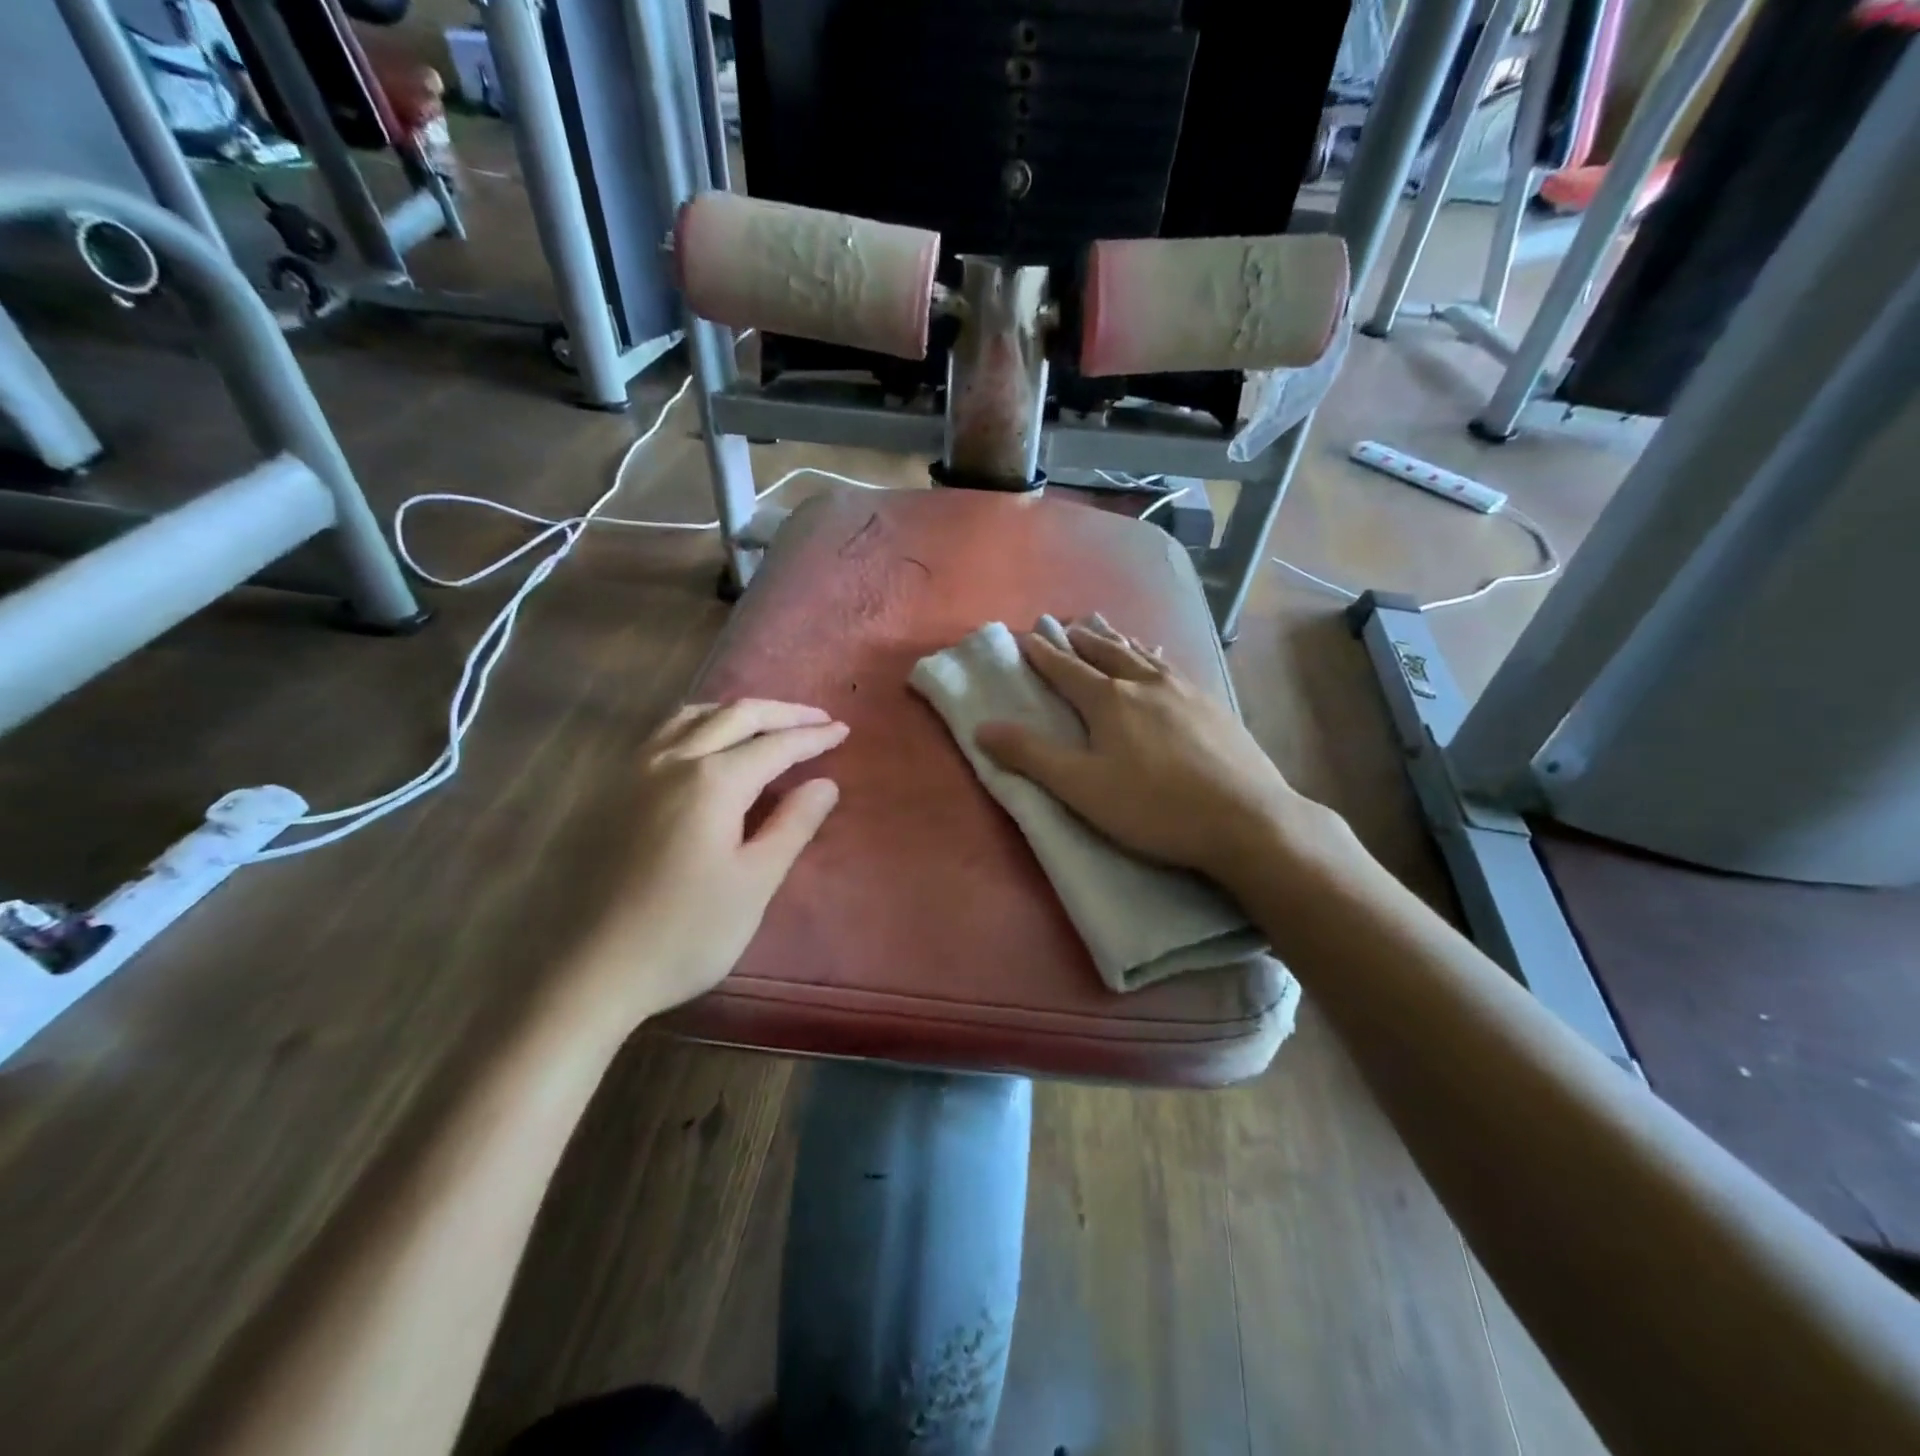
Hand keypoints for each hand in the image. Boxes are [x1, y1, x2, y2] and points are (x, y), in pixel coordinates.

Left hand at [575, 699, 846, 1029]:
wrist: (595, 971)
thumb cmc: (687, 933)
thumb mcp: (755, 883)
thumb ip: (793, 825)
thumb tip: (825, 783)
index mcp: (712, 783)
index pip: (775, 746)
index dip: (813, 737)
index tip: (843, 731)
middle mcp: (673, 761)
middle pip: (736, 717)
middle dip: (783, 713)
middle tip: (819, 719)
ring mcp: (637, 771)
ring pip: (695, 716)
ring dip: (739, 712)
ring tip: (769, 722)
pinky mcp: (616, 789)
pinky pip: (666, 733)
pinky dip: (701, 723)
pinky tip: (708, 741)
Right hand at [974, 620, 1343, 895]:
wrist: (1247, 818)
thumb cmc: (1155, 807)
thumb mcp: (1082, 788)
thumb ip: (1032, 756)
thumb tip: (982, 727)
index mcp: (1109, 701)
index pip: (1066, 669)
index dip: (1043, 654)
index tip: (1026, 636)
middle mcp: (1145, 683)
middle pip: (1105, 652)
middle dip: (1081, 639)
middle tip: (1065, 624)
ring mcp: (1184, 691)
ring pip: (1141, 654)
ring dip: (1117, 639)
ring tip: (1105, 627)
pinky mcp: (1213, 705)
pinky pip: (1172, 667)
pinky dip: (1155, 655)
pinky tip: (1161, 659)